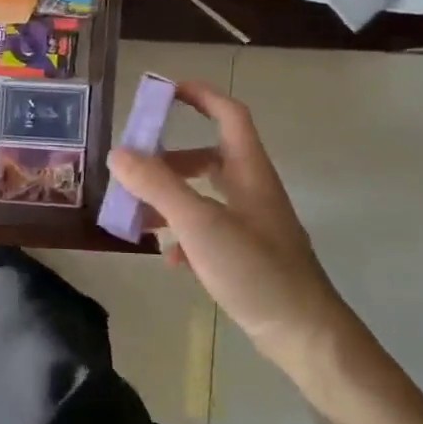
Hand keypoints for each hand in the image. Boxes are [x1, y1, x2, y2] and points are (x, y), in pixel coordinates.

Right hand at [107, 82, 358, 376]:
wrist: (303, 333)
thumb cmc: (255, 269)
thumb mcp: (199, 223)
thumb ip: (158, 186)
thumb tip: (118, 152)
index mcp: (249, 172)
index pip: (228, 115)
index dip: (199, 96)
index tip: (162, 90)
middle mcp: (252, 191)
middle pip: (207, 157)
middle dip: (167, 160)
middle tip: (132, 168)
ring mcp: (251, 224)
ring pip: (203, 196)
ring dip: (169, 199)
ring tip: (137, 216)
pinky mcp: (247, 254)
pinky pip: (207, 230)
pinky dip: (183, 235)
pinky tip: (169, 257)